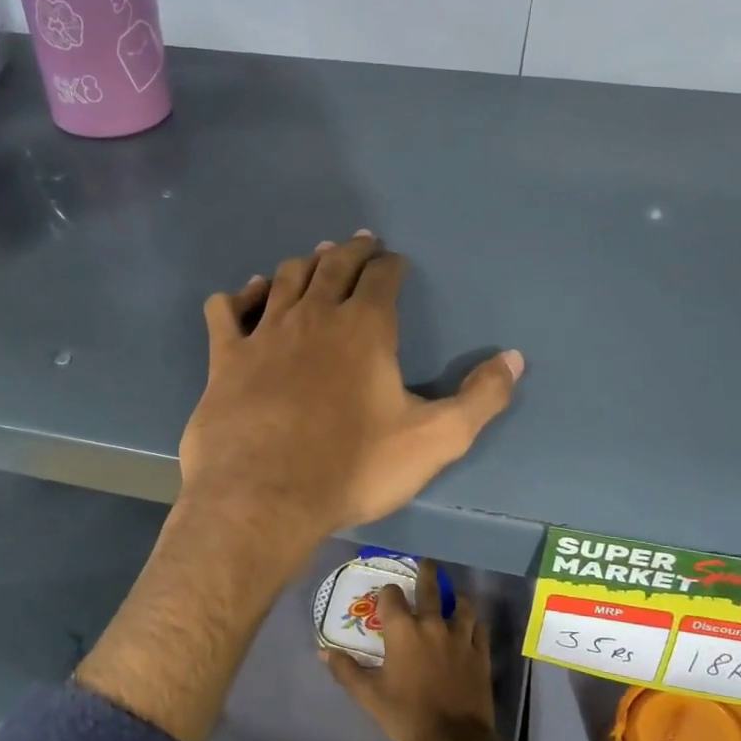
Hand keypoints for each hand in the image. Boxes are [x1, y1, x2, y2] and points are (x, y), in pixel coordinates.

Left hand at [181, 233, 522, 547]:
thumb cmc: (352, 468)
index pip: (382, 276)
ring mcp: (265, 333)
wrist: (263, 497)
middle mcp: (314, 316)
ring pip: (285, 279)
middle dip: (351, 251)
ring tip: (314, 259)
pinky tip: (247, 296)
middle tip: (360, 243)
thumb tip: (515, 359)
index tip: (395, 262)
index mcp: (365, 328)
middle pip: (334, 266)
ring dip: (303, 264)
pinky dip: (240, 296)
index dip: (391, 265)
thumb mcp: (434, 440)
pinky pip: (227, 310)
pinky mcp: (225, 357)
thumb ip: (480, 399)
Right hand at [324, 559, 522, 740]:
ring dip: (454, 598)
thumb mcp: (369, 695)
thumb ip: (345, 669)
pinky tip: (470, 626)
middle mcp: (432, 625)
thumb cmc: (406, 716)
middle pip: (430, 587)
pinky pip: (479, 628)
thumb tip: (322, 651)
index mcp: (403, 631)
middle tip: (425, 564)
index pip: (392, 596)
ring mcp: (460, 637)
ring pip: (461, 605)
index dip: (387, 593)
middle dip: (426, 573)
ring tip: (451, 597)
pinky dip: (474, 623)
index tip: (386, 596)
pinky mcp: (480, 653)